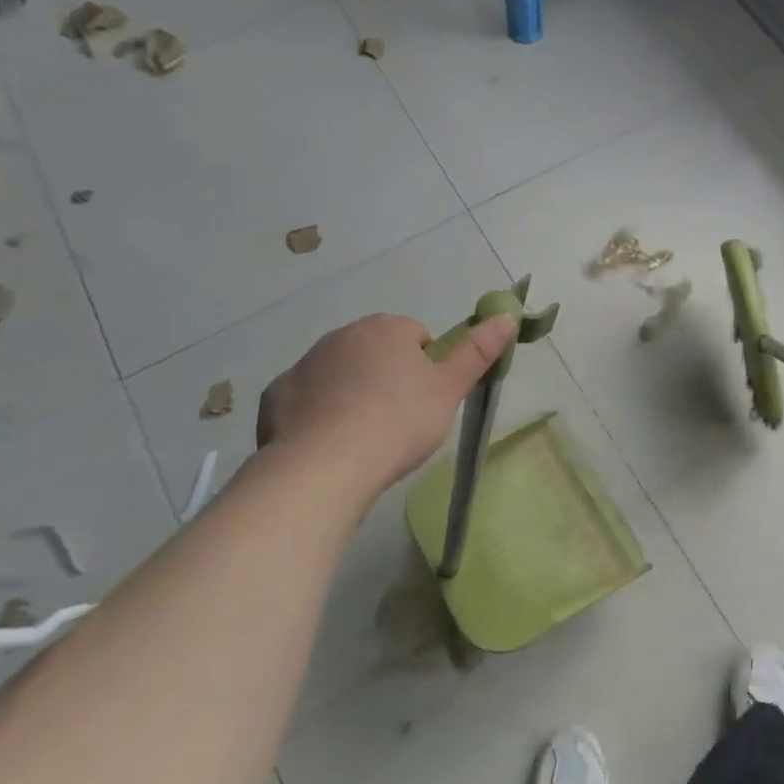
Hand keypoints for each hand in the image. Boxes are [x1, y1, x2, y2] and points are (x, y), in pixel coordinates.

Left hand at [257, 312, 517, 489]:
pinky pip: (307, 400)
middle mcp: (342, 335)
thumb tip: (507, 315)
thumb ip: (479, 351)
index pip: (418, 337)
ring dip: (354, 395)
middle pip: (377, 352)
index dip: (427, 369)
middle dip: (389, 378)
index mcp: (386, 328)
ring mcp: (304, 364)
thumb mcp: (450, 389)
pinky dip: (318, 415)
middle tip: (400, 421)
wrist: (323, 468)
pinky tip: (330, 445)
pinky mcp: (276, 396)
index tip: (427, 402)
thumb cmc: (398, 422)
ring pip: (341, 375)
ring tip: (365, 438)